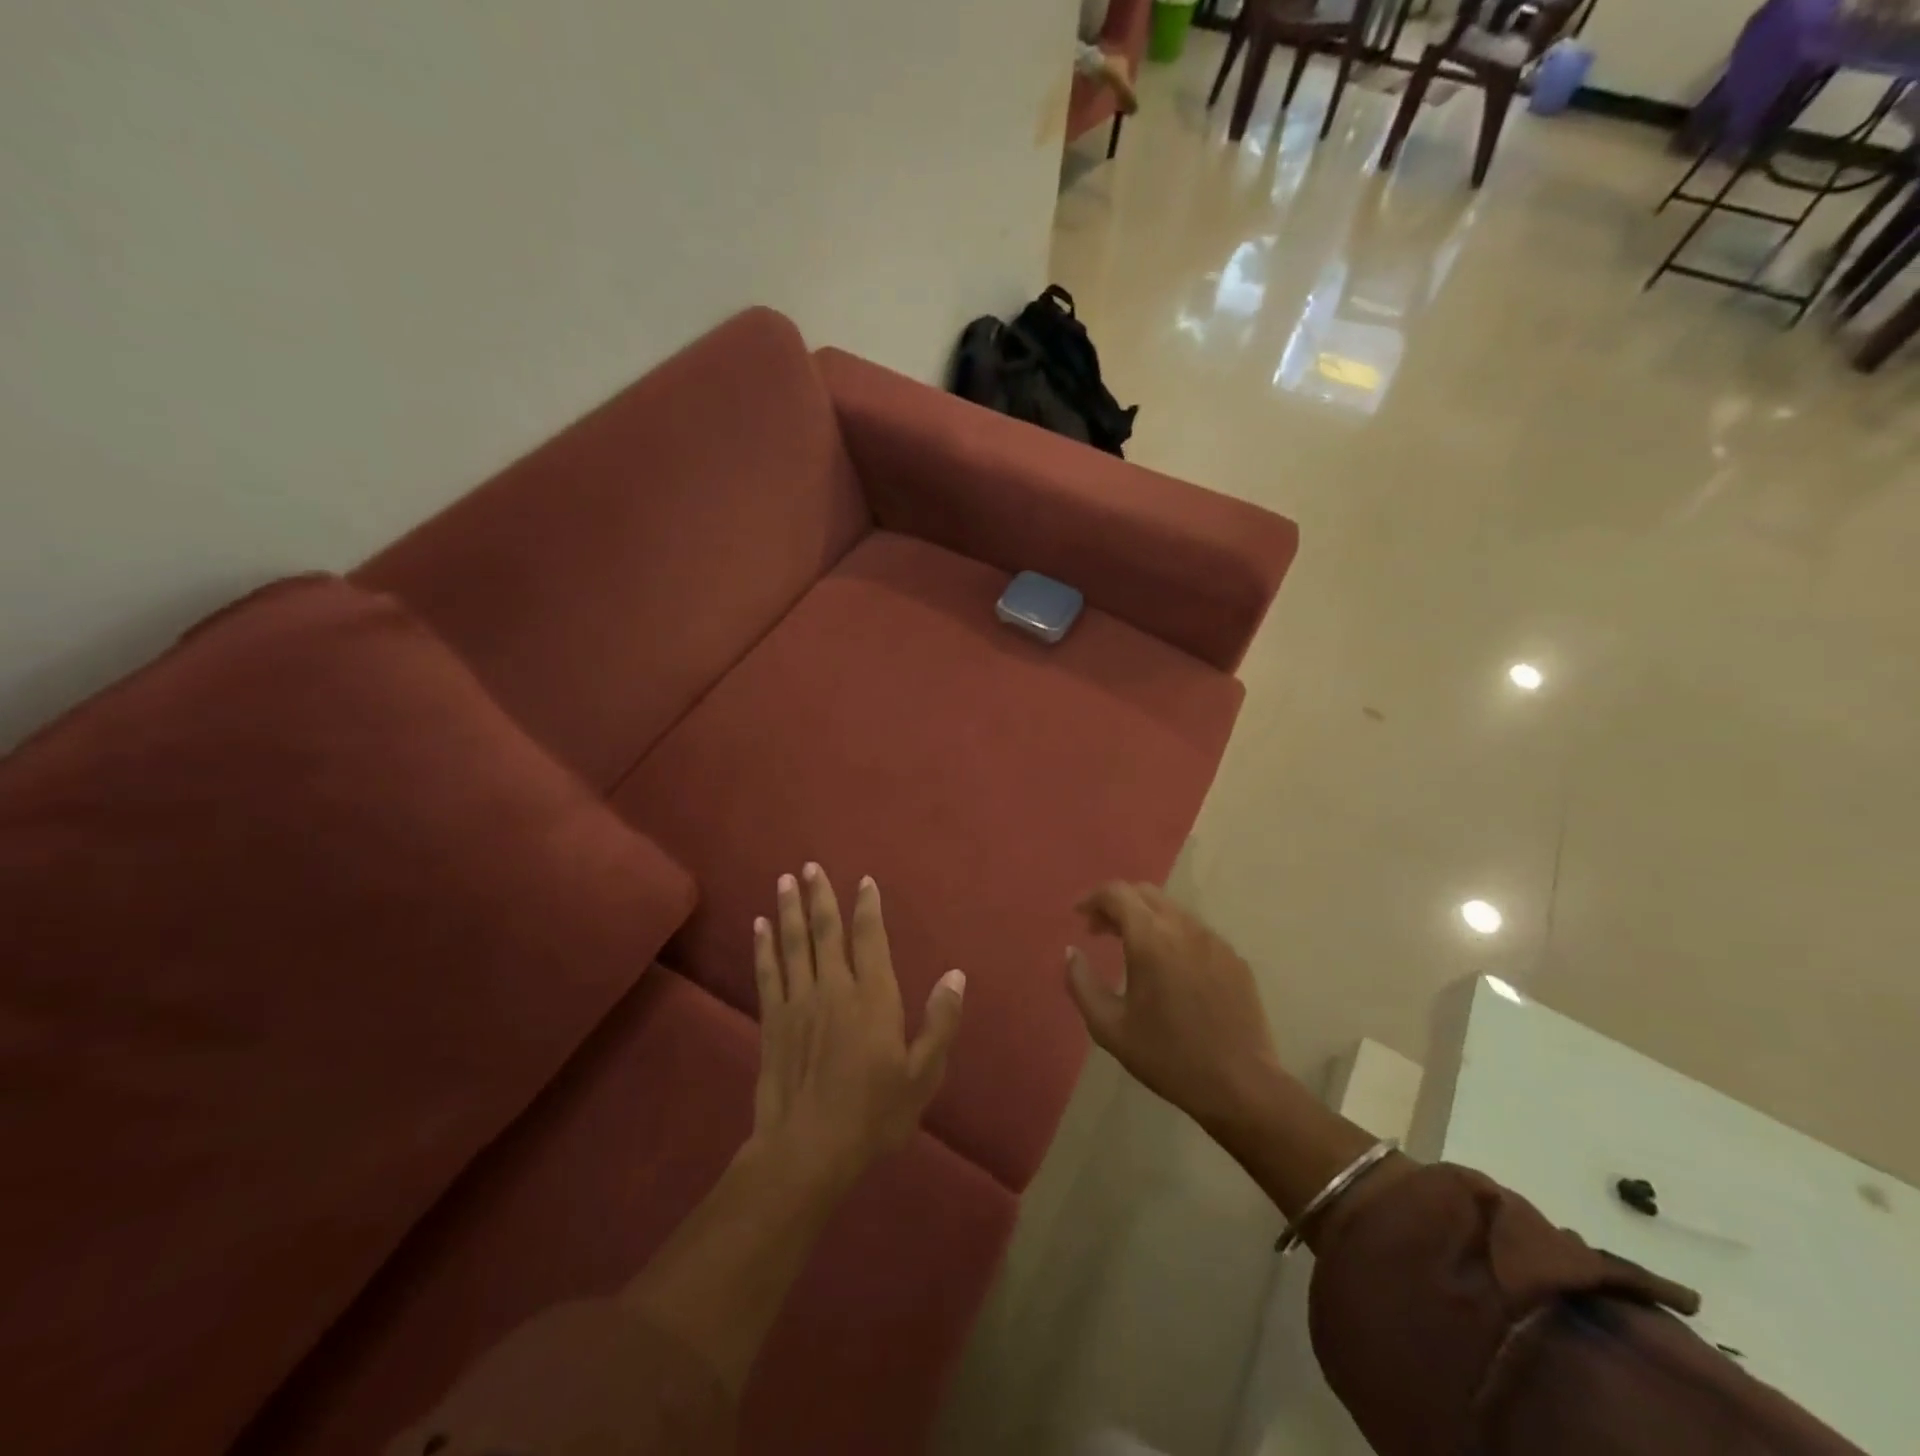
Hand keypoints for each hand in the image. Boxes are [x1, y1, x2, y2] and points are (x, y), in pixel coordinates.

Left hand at [750, 864, 964, 1190]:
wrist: (807, 1150)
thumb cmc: (873, 1114)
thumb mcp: (922, 1075)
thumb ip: (939, 1022)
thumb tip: (955, 975)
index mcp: (873, 997)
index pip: (870, 938)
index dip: (867, 907)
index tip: (863, 881)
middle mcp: (834, 988)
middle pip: (825, 931)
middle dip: (820, 895)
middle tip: (810, 866)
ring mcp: (799, 1002)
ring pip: (793, 944)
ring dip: (789, 909)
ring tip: (785, 880)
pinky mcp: (772, 1021)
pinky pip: (767, 972)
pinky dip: (763, 946)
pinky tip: (759, 925)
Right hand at [1065, 882, 1279, 1131]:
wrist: (1240, 1085)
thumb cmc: (1167, 1056)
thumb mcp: (1109, 1027)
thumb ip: (1081, 983)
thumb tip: (1072, 952)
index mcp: (1151, 938)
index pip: (1116, 893)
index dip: (1092, 898)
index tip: (1078, 915)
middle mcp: (1184, 927)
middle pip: (1145, 893)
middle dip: (1117, 904)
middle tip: (1100, 930)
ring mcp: (1214, 940)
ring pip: (1172, 910)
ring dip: (1145, 918)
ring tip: (1131, 949)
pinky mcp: (1234, 958)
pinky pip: (1195, 932)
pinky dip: (1172, 935)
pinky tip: (1169, 969)